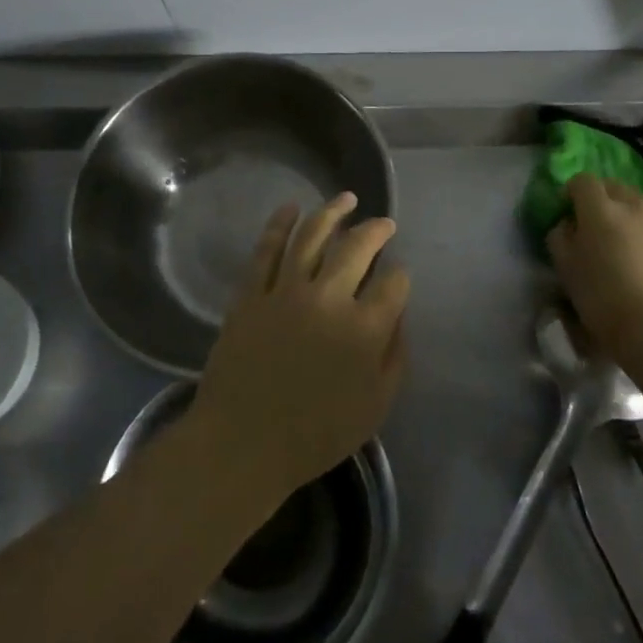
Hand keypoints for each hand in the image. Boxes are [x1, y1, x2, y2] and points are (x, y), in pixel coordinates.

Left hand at [190, 193, 410, 497]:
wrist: (242, 443)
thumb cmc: (315, 434)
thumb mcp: (375, 406)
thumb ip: (395, 356)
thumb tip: (397, 315)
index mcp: (364, 328)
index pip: (394, 282)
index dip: (400, 275)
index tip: (398, 276)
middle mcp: (329, 298)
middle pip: (357, 247)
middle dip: (376, 230)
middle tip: (384, 223)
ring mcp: (286, 291)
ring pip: (312, 236)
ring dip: (332, 212)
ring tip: (346, 198)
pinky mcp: (251, 293)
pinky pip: (266, 249)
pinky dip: (279, 224)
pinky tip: (291, 208)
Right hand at [546, 173, 642, 358]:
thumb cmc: (602, 299)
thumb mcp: (565, 268)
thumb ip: (559, 236)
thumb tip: (567, 223)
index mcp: (599, 209)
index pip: (582, 181)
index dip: (571, 192)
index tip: (568, 212)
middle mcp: (632, 204)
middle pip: (612, 185)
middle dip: (599, 197)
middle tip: (594, 224)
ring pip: (638, 198)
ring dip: (626, 207)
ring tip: (623, 233)